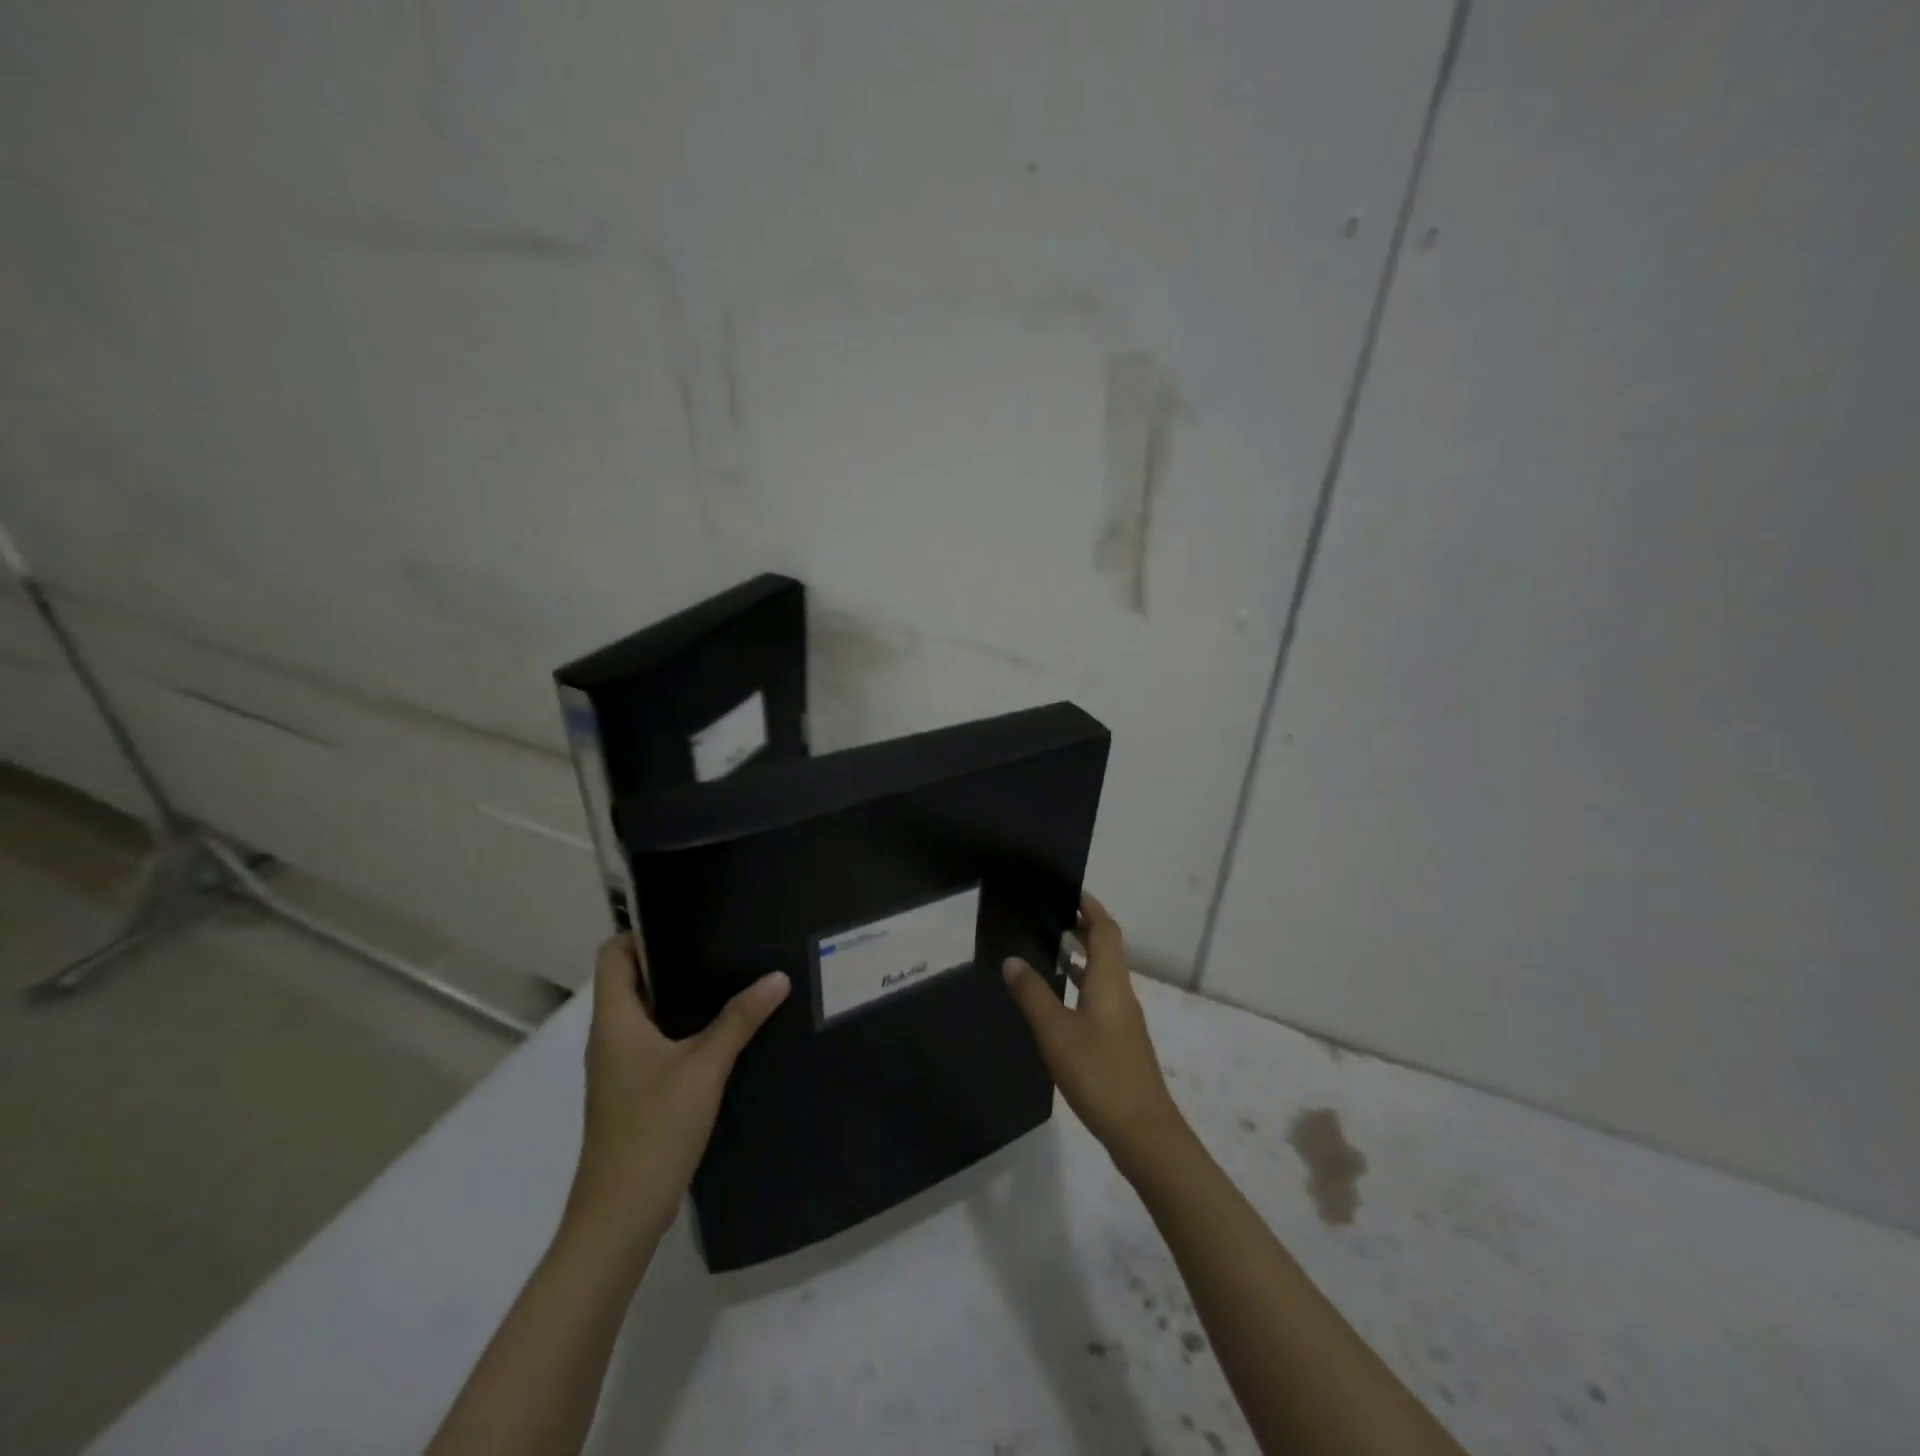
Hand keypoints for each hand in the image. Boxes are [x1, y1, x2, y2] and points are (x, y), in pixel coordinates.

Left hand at [563, 936, 788, 1250]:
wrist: (620, 1216)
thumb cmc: (653, 1129)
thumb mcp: (704, 1067)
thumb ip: (740, 1019)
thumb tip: (777, 976)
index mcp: (614, 1021)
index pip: (614, 955)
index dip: (643, 930)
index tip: (688, 918)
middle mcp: (610, 1037)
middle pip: (633, 980)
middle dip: (674, 959)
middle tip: (723, 943)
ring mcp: (619, 1067)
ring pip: (646, 1013)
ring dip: (681, 995)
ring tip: (730, 978)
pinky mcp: (633, 1091)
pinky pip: (655, 1042)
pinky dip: (682, 1028)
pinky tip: (721, 1031)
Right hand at [1002, 892, 1188, 1178]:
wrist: (1144, 1132)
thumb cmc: (1100, 1073)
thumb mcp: (1056, 1032)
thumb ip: (1033, 994)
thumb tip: (1012, 959)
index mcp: (1110, 981)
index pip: (1105, 930)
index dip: (1090, 907)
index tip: (1068, 890)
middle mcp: (1121, 992)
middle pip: (1106, 948)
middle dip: (1082, 927)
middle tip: (1048, 914)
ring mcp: (1123, 1019)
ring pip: (1102, 974)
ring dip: (1080, 956)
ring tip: (1047, 948)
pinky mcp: (1120, 1041)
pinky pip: (1099, 996)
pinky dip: (1080, 984)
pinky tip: (1058, 1000)